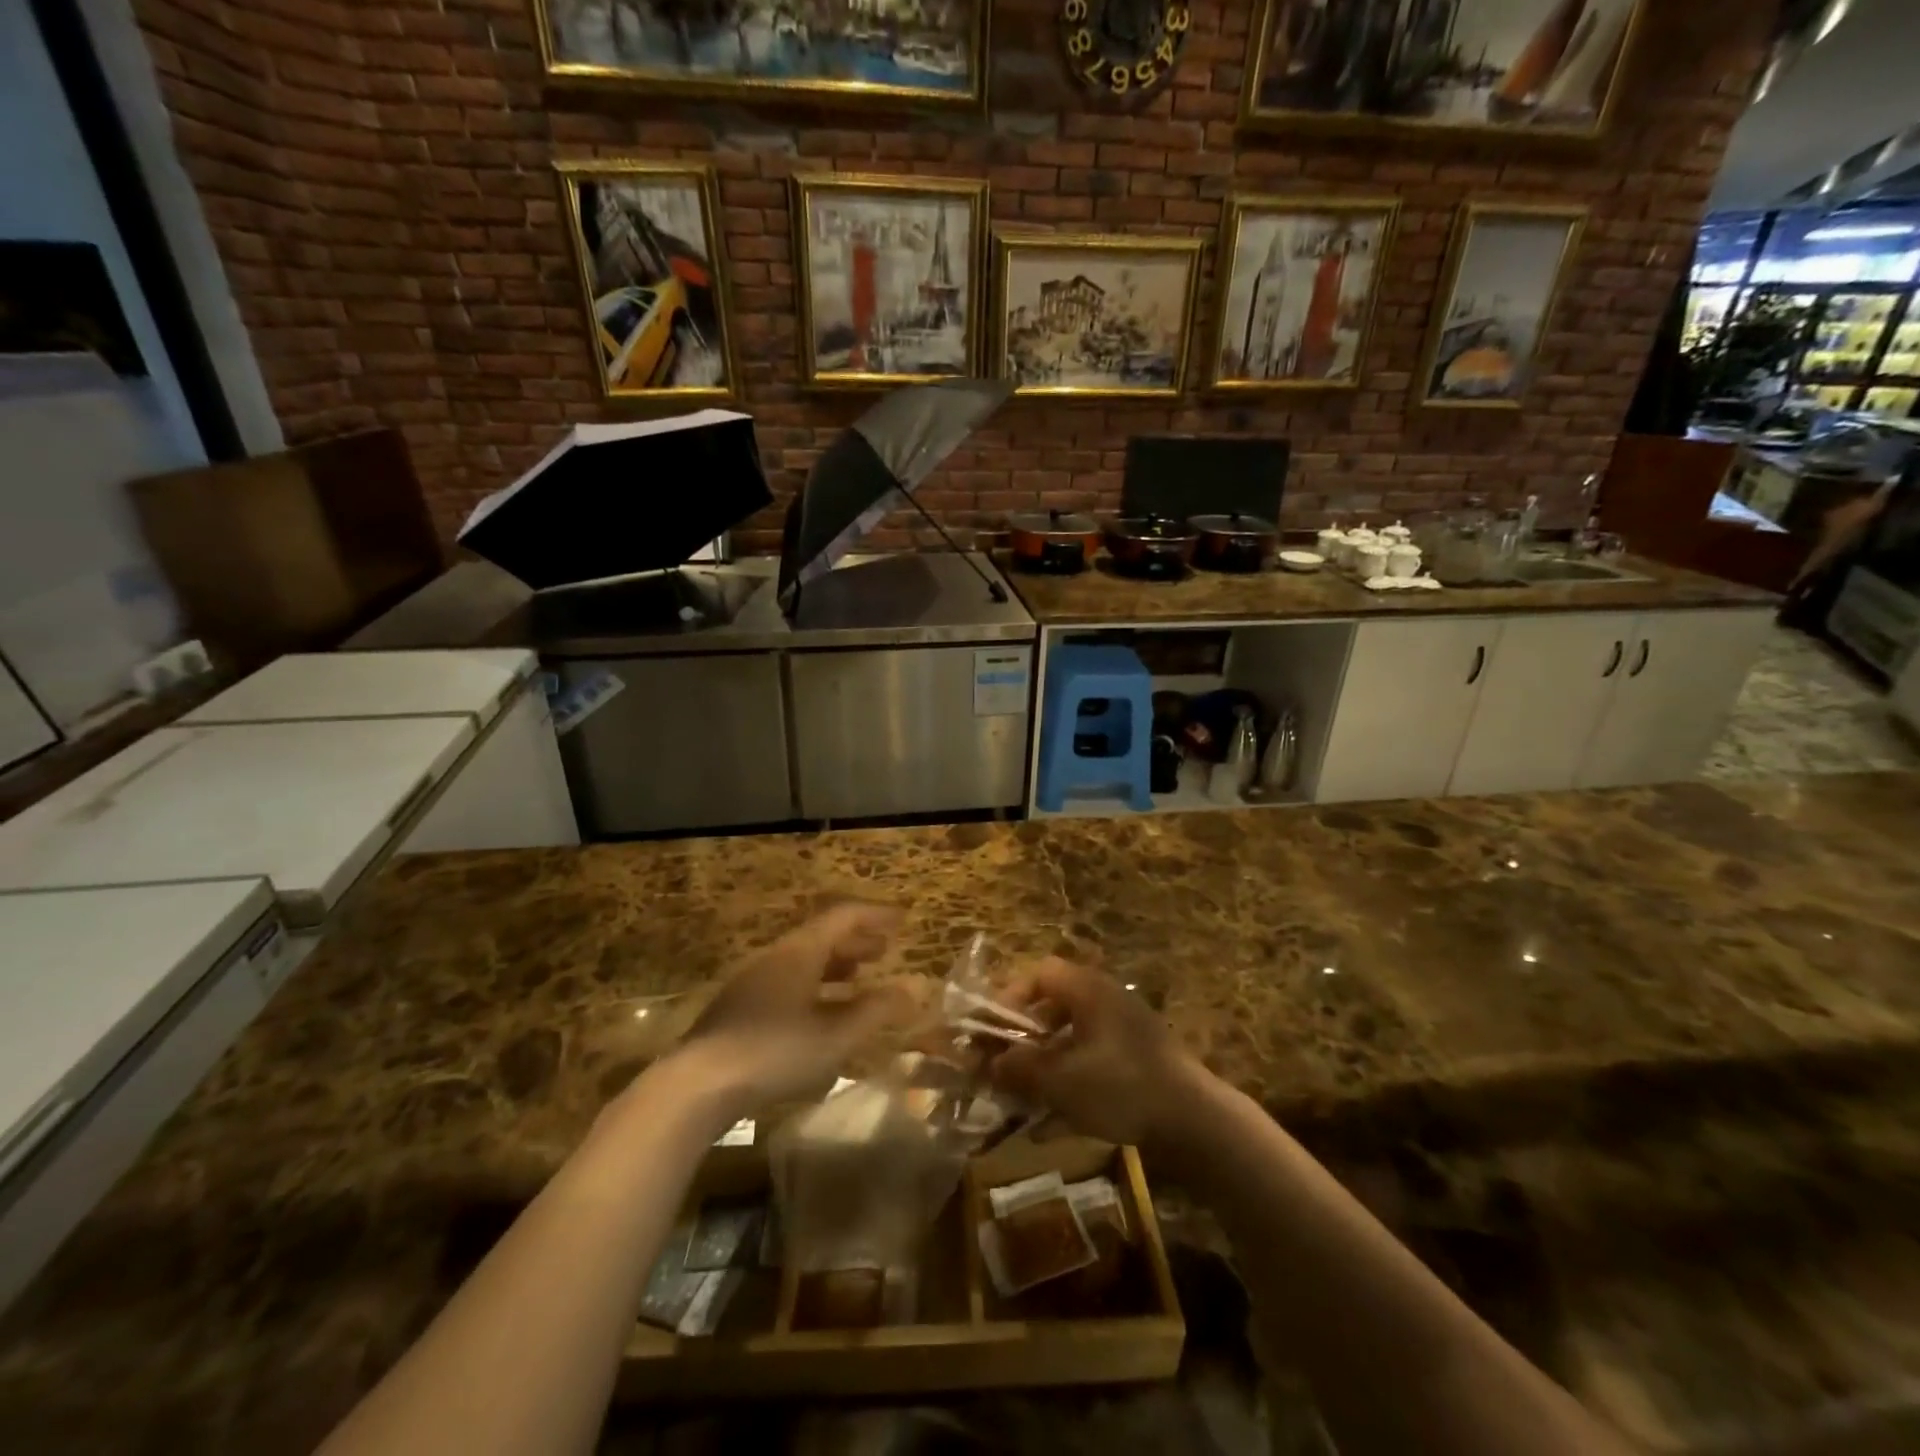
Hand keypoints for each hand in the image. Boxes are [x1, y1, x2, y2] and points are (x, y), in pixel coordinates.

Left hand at [667, 903, 912, 1117]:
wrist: (697, 1084)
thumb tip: (912, 989)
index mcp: (800, 951)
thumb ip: (875, 1011)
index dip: (875, 916)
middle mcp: (776, 956)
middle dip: (857, 940)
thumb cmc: (775, 1052)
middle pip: (822, 935)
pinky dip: (815, 985)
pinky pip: (788, 981)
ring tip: (859, 979)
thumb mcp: (834, 1036)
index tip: (902, 921)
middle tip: (884, 950)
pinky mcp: (740, 1007)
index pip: (844, 916)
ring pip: (803, 959)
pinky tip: (820, 1013)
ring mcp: (753, 981)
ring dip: (835, 964)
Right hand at [987, 958, 1211, 1151]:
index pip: (1039, 974)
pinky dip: (1068, 1081)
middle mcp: (1107, 1000)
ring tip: (1022, 1095)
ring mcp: (1126, 1030)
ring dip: (1043, 1062)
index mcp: (1089, 990)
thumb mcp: (1061, 1081)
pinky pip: (1091, 1060)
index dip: (1009, 998)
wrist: (1197, 1123)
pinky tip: (1052, 1120)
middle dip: (1022, 1036)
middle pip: (1053, 1006)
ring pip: (1071, 1037)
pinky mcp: (1138, 1060)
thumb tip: (988, 1063)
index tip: (991, 1031)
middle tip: (1002, 1064)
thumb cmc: (1122, 1088)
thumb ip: (1019, 1068)